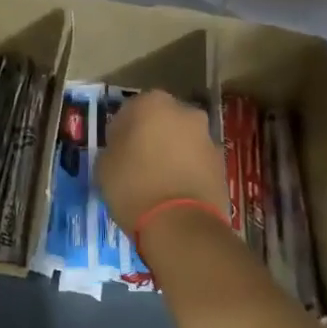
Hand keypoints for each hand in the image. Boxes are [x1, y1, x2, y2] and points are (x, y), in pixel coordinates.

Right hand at [98, 91, 230, 241]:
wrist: (180, 224)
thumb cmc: (133, 186)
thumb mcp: (103, 166)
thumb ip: (113, 149)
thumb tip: (122, 151)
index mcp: (152, 103)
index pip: (130, 110)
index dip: (121, 132)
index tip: (116, 151)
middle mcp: (184, 112)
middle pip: (161, 121)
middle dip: (151, 137)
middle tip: (137, 163)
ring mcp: (207, 137)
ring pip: (182, 140)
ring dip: (172, 153)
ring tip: (158, 182)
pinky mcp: (222, 164)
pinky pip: (197, 161)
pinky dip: (187, 171)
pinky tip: (175, 193)